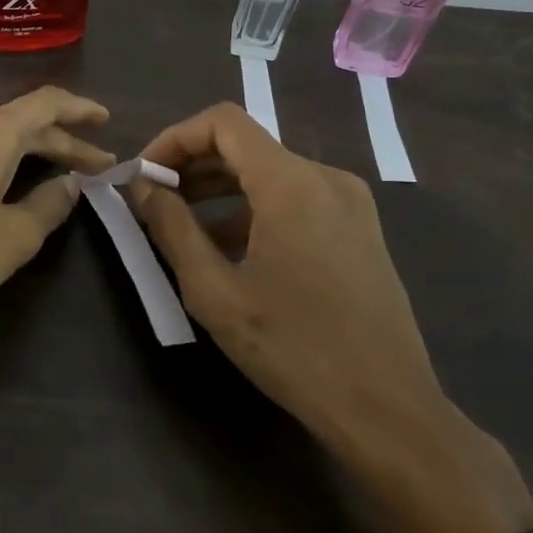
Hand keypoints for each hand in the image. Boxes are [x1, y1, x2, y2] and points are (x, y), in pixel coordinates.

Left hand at [0, 87, 115, 345]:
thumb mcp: (16, 235)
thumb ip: (50, 204)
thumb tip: (68, 183)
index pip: (47, 104)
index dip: (80, 110)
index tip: (106, 121)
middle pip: (19, 121)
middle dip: (59, 140)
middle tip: (91, 165)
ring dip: (22, 149)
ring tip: (46, 170)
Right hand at [131, 103, 532, 532]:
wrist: (387, 410)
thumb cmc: (293, 348)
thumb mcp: (214, 291)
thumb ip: (171, 227)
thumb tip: (144, 186)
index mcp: (292, 183)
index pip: (223, 122)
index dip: (174, 138)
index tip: (145, 176)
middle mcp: (326, 178)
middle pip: (245, 145)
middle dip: (192, 166)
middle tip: (153, 202)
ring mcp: (350, 204)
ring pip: (269, 173)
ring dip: (219, 190)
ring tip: (181, 227)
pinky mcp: (359, 230)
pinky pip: (294, 199)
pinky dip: (253, 210)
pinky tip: (229, 250)